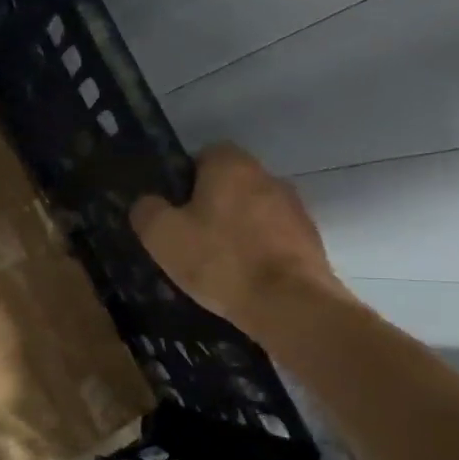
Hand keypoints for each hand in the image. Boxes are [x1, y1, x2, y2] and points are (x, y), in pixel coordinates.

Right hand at [129, 143, 346, 336]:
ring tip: (216, 263)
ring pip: (253, 211)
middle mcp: (268, 177)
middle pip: (230, 184)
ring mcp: (295, 209)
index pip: (205, 155)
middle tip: (188, 237)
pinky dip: (257, 251)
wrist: (289, 304)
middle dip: (211, 204)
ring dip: (236, 228)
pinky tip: (243, 277)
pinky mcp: (310, 240)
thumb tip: (148, 203)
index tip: (172, 209)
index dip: (185, 179)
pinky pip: (273, 238)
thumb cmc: (219, 260)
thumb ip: (147, 210)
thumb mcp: (162, 235)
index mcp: (231, 166)